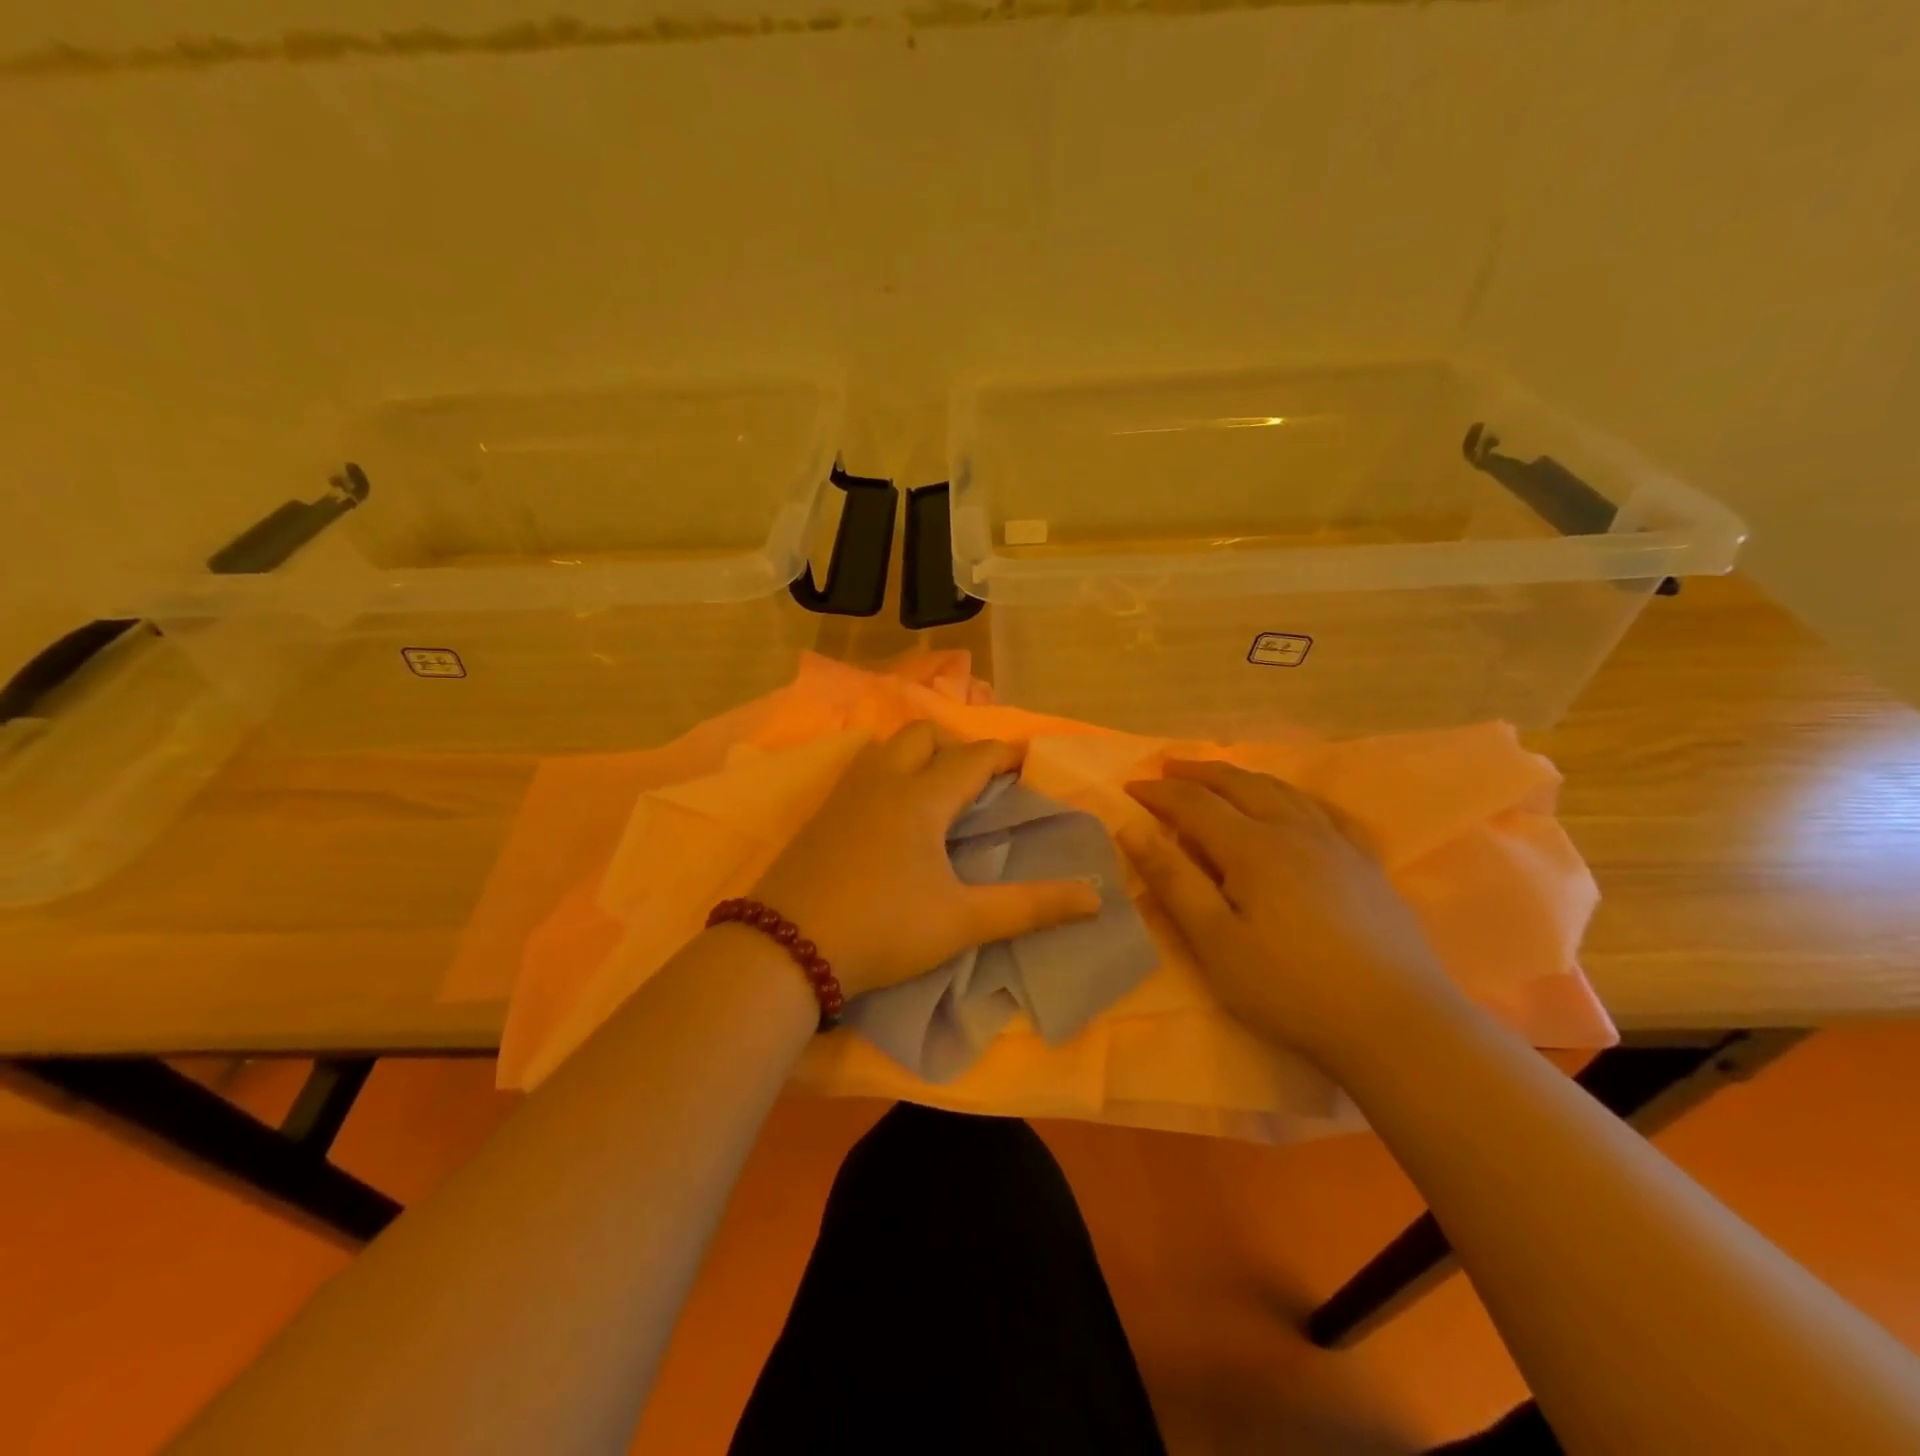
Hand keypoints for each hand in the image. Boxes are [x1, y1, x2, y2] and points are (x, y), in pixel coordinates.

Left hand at [748, 722, 1102, 997]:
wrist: (786, 948)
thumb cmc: (883, 928)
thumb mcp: (961, 921)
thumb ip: (1029, 907)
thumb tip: (1093, 898)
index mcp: (922, 797)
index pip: (974, 757)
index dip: (1006, 754)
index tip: (1029, 759)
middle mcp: (883, 781)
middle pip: (924, 735)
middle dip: (958, 744)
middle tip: (979, 779)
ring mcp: (846, 795)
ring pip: (887, 747)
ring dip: (917, 753)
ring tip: (936, 787)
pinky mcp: (821, 816)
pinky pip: (863, 771)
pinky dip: (888, 772)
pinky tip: (891, 811)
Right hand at [1122, 760, 1457, 1061]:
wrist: (1396, 1023)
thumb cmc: (1290, 987)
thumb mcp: (1216, 942)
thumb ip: (1174, 881)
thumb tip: (1131, 829)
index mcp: (1252, 847)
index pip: (1194, 804)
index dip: (1159, 793)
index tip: (1130, 788)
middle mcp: (1294, 830)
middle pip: (1240, 784)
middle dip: (1199, 773)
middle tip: (1168, 768)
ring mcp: (1337, 844)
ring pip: (1283, 791)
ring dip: (1243, 777)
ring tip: (1221, 777)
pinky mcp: (1366, 865)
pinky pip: (1326, 811)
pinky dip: (1296, 796)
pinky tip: (1296, 804)